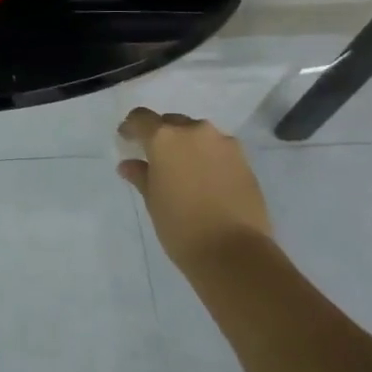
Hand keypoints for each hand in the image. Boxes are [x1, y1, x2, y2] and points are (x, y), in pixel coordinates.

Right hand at [117, 108, 272, 274]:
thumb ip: (141, 176)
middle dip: (162, 136)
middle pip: (172, 123)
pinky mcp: (244, 159)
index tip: (126, 140)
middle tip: (156, 159)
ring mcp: (223, 143)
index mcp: (164, 138)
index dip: (131, 127)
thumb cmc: (181, 227)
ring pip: (198, 135)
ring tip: (184, 171)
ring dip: (188, 146)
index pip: (141, 118)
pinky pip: (218, 149)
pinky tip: (206, 180)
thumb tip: (129, 164)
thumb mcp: (153, 201)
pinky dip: (208, 158)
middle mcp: (194, 131)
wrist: (235, 253)